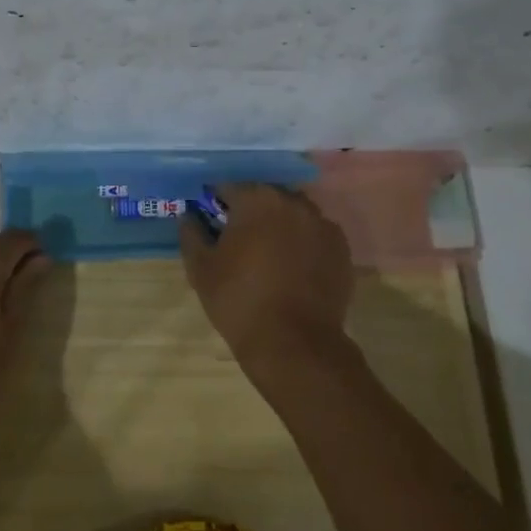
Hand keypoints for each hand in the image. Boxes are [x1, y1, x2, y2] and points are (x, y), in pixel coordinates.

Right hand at [179, 184, 354, 394]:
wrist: (294, 343)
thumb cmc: (239, 300)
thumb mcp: (201, 268)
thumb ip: (191, 233)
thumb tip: (189, 215)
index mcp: (257, 199)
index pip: (228, 188)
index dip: (215, 203)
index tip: (210, 222)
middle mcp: (293, 202)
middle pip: (264, 197)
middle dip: (250, 212)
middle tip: (238, 240)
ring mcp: (322, 224)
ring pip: (293, 214)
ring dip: (279, 225)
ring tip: (267, 255)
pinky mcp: (341, 248)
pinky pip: (314, 235)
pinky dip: (302, 243)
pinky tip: (292, 268)